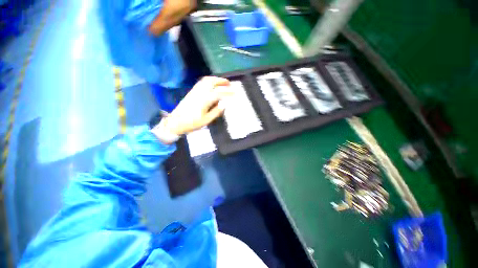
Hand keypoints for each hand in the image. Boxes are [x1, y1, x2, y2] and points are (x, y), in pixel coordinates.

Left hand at [161, 76, 232, 135]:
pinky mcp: (191, 92)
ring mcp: (194, 91)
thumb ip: (216, 112)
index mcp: (204, 100)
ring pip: (206, 80)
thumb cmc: (192, 123)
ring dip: (215, 79)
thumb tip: (224, 104)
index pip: (219, 93)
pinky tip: (212, 85)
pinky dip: (209, 81)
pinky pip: (201, 83)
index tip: (235, 93)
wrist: (175, 122)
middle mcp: (200, 93)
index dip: (228, 92)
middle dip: (221, 81)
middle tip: (229, 83)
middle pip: (211, 82)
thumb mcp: (206, 120)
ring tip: (222, 82)